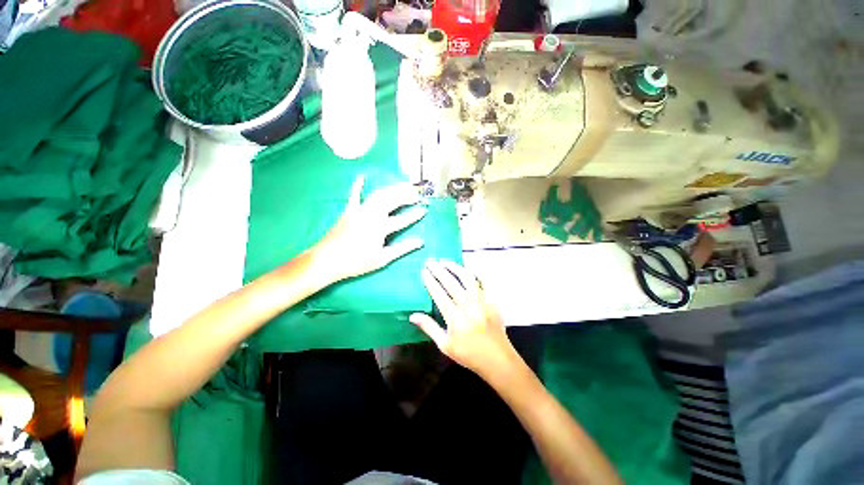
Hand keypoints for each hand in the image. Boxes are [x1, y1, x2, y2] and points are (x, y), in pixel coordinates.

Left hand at [311, 176, 426, 283]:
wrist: (327, 259)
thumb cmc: (356, 261)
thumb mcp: (382, 258)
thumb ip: (403, 248)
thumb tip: (420, 242)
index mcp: (381, 227)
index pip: (402, 219)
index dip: (415, 215)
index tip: (425, 210)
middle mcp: (372, 214)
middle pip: (392, 201)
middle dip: (406, 195)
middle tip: (417, 192)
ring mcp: (359, 210)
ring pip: (379, 195)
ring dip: (392, 189)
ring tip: (403, 186)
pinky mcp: (349, 210)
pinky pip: (354, 195)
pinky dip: (358, 186)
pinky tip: (362, 177)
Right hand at [410, 259, 520, 380]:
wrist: (497, 360)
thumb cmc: (469, 354)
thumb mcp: (445, 345)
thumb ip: (429, 327)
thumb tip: (413, 315)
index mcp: (455, 318)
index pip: (439, 294)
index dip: (430, 281)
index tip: (424, 271)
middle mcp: (468, 306)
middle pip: (451, 282)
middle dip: (439, 270)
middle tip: (431, 261)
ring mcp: (482, 301)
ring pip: (467, 278)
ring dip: (455, 268)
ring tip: (445, 261)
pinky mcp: (491, 301)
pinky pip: (482, 283)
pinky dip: (473, 274)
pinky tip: (467, 270)